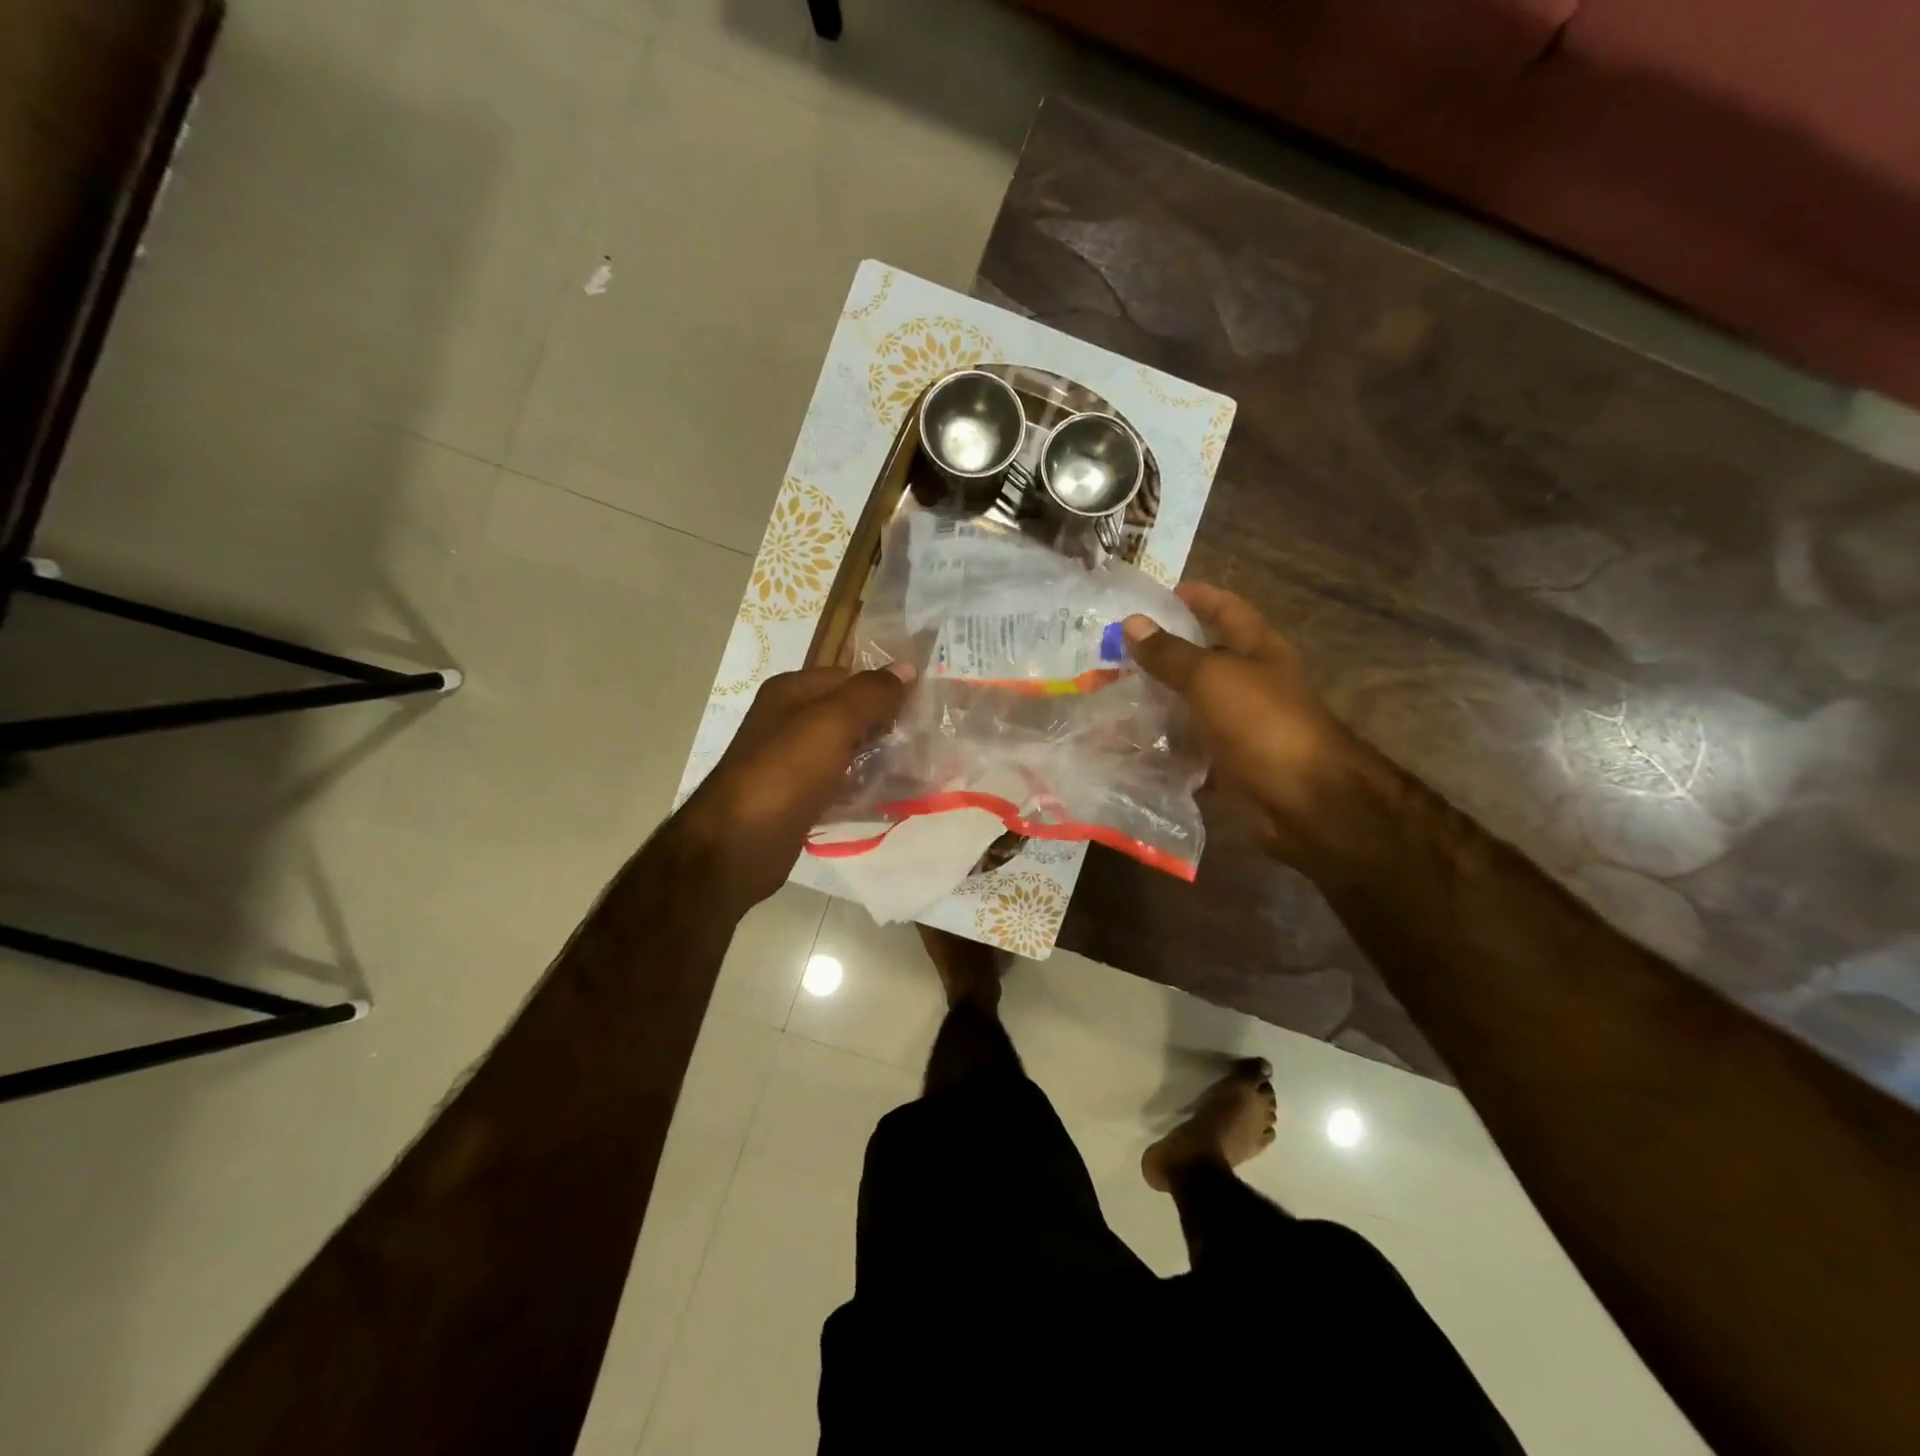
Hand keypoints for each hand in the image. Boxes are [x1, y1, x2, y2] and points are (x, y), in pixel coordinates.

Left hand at [675, 664, 912, 910]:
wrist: (736, 845)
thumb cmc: (784, 774)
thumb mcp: (831, 723)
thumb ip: (870, 694)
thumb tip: (906, 668)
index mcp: (793, 693)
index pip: (851, 677)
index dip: (888, 688)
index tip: (928, 705)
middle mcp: (792, 721)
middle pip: (853, 715)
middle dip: (891, 725)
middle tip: (934, 740)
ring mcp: (796, 762)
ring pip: (851, 752)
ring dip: (885, 759)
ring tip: (927, 769)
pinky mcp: (802, 798)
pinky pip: (844, 785)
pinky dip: (868, 788)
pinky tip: (899, 798)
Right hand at [1123, 584, 1352, 857]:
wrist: (1302, 799)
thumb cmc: (1261, 722)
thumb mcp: (1211, 677)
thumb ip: (1170, 653)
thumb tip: (1132, 623)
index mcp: (1258, 650)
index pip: (1228, 610)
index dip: (1198, 598)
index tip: (1159, 596)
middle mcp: (1252, 684)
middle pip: (1206, 659)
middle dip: (1165, 654)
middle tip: (1116, 651)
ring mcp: (1242, 726)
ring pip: (1193, 706)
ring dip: (1159, 702)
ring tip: (1111, 695)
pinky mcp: (1229, 764)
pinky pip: (1190, 749)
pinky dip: (1164, 747)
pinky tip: (1129, 743)